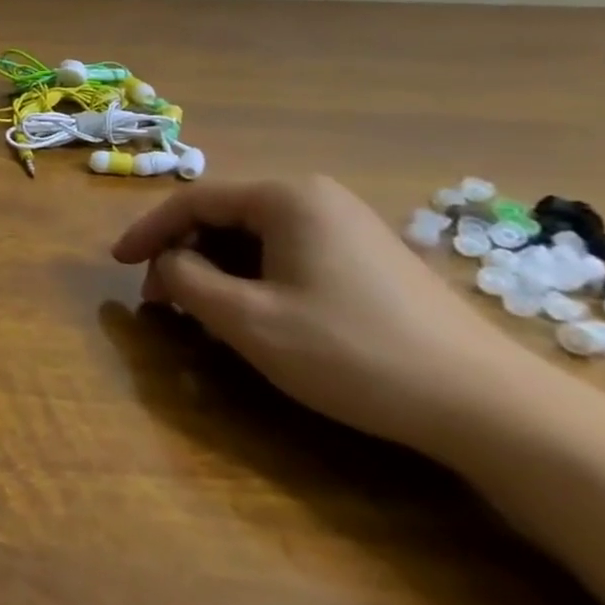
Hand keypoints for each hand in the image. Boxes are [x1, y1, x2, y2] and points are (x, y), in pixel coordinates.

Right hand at [110, 176, 540, 453]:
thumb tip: (167, 263)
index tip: (116, 264)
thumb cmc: (351, 352)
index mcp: (286, 198)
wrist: (488, 406)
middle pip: (223, 215)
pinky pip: (287, 254)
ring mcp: (347, 227)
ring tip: (200, 311)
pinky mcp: (367, 259)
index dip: (146, 231)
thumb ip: (185, 281)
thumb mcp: (247, 319)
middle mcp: (316, 199)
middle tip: (159, 299)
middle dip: (182, 254)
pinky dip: (252, 277)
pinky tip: (251, 314)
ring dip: (215, 269)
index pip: (192, 200)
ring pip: (253, 237)